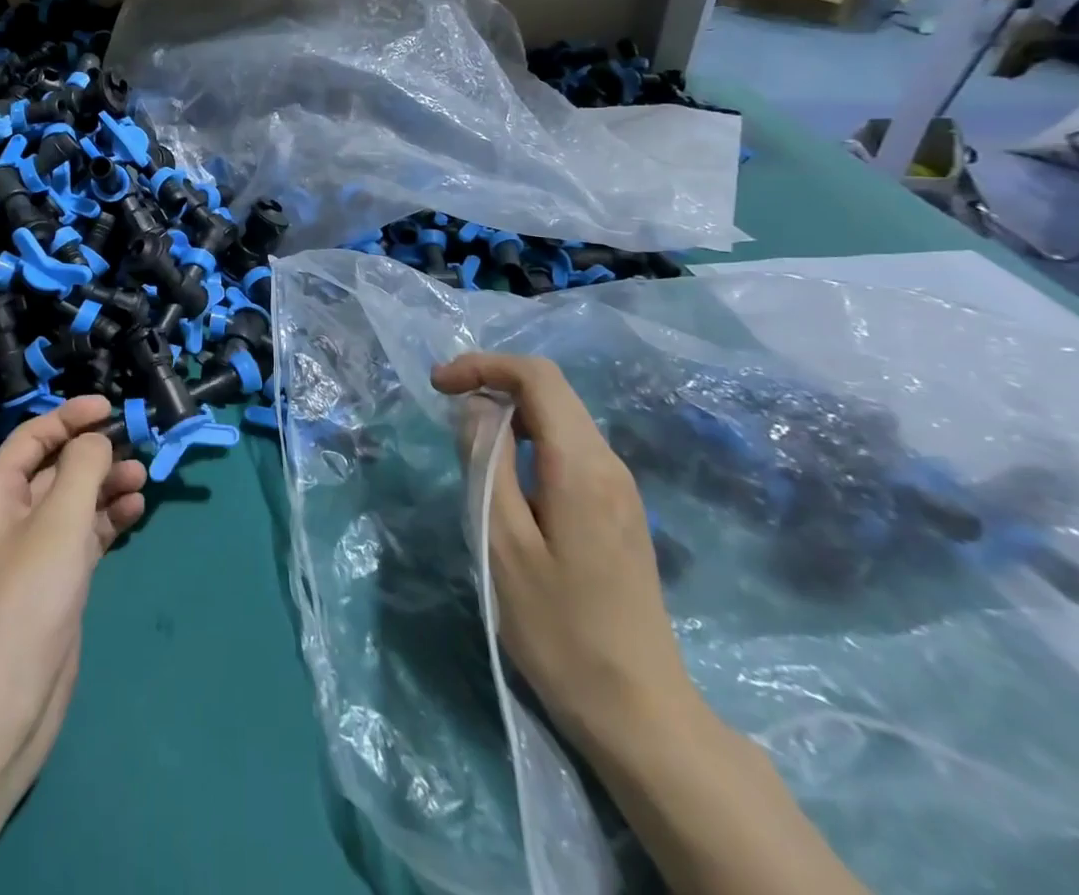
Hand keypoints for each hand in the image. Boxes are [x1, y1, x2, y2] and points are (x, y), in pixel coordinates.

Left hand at [0, 398, 146, 894]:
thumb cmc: (26, 599)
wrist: (0, 705)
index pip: (34, 436)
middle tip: (136, 449)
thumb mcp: (59, 520)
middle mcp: (9, 516)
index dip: (70, 417)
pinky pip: (82, 536)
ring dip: (105, 486)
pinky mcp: (51, 583)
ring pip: (73, 502)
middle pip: (55, 468)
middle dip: (94, 454)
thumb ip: (82, 467)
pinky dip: (106, 521)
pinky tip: (133, 512)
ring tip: (142, 480)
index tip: (110, 408)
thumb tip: (95, 441)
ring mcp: (30, 552)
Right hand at [433, 353, 698, 752]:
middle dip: (493, 385)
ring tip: (468, 445)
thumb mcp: (502, 544)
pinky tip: (506, 480)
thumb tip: (475, 410)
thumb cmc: (559, 629)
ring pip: (560, 421)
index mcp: (581, 465)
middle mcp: (609, 464)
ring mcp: (619, 489)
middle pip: (551, 392)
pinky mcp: (618, 512)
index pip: (537, 377)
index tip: (439, 385)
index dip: (483, 366)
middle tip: (445, 409)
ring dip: (509, 415)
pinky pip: (568, 451)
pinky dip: (528, 442)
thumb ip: (485, 464)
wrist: (639, 712)